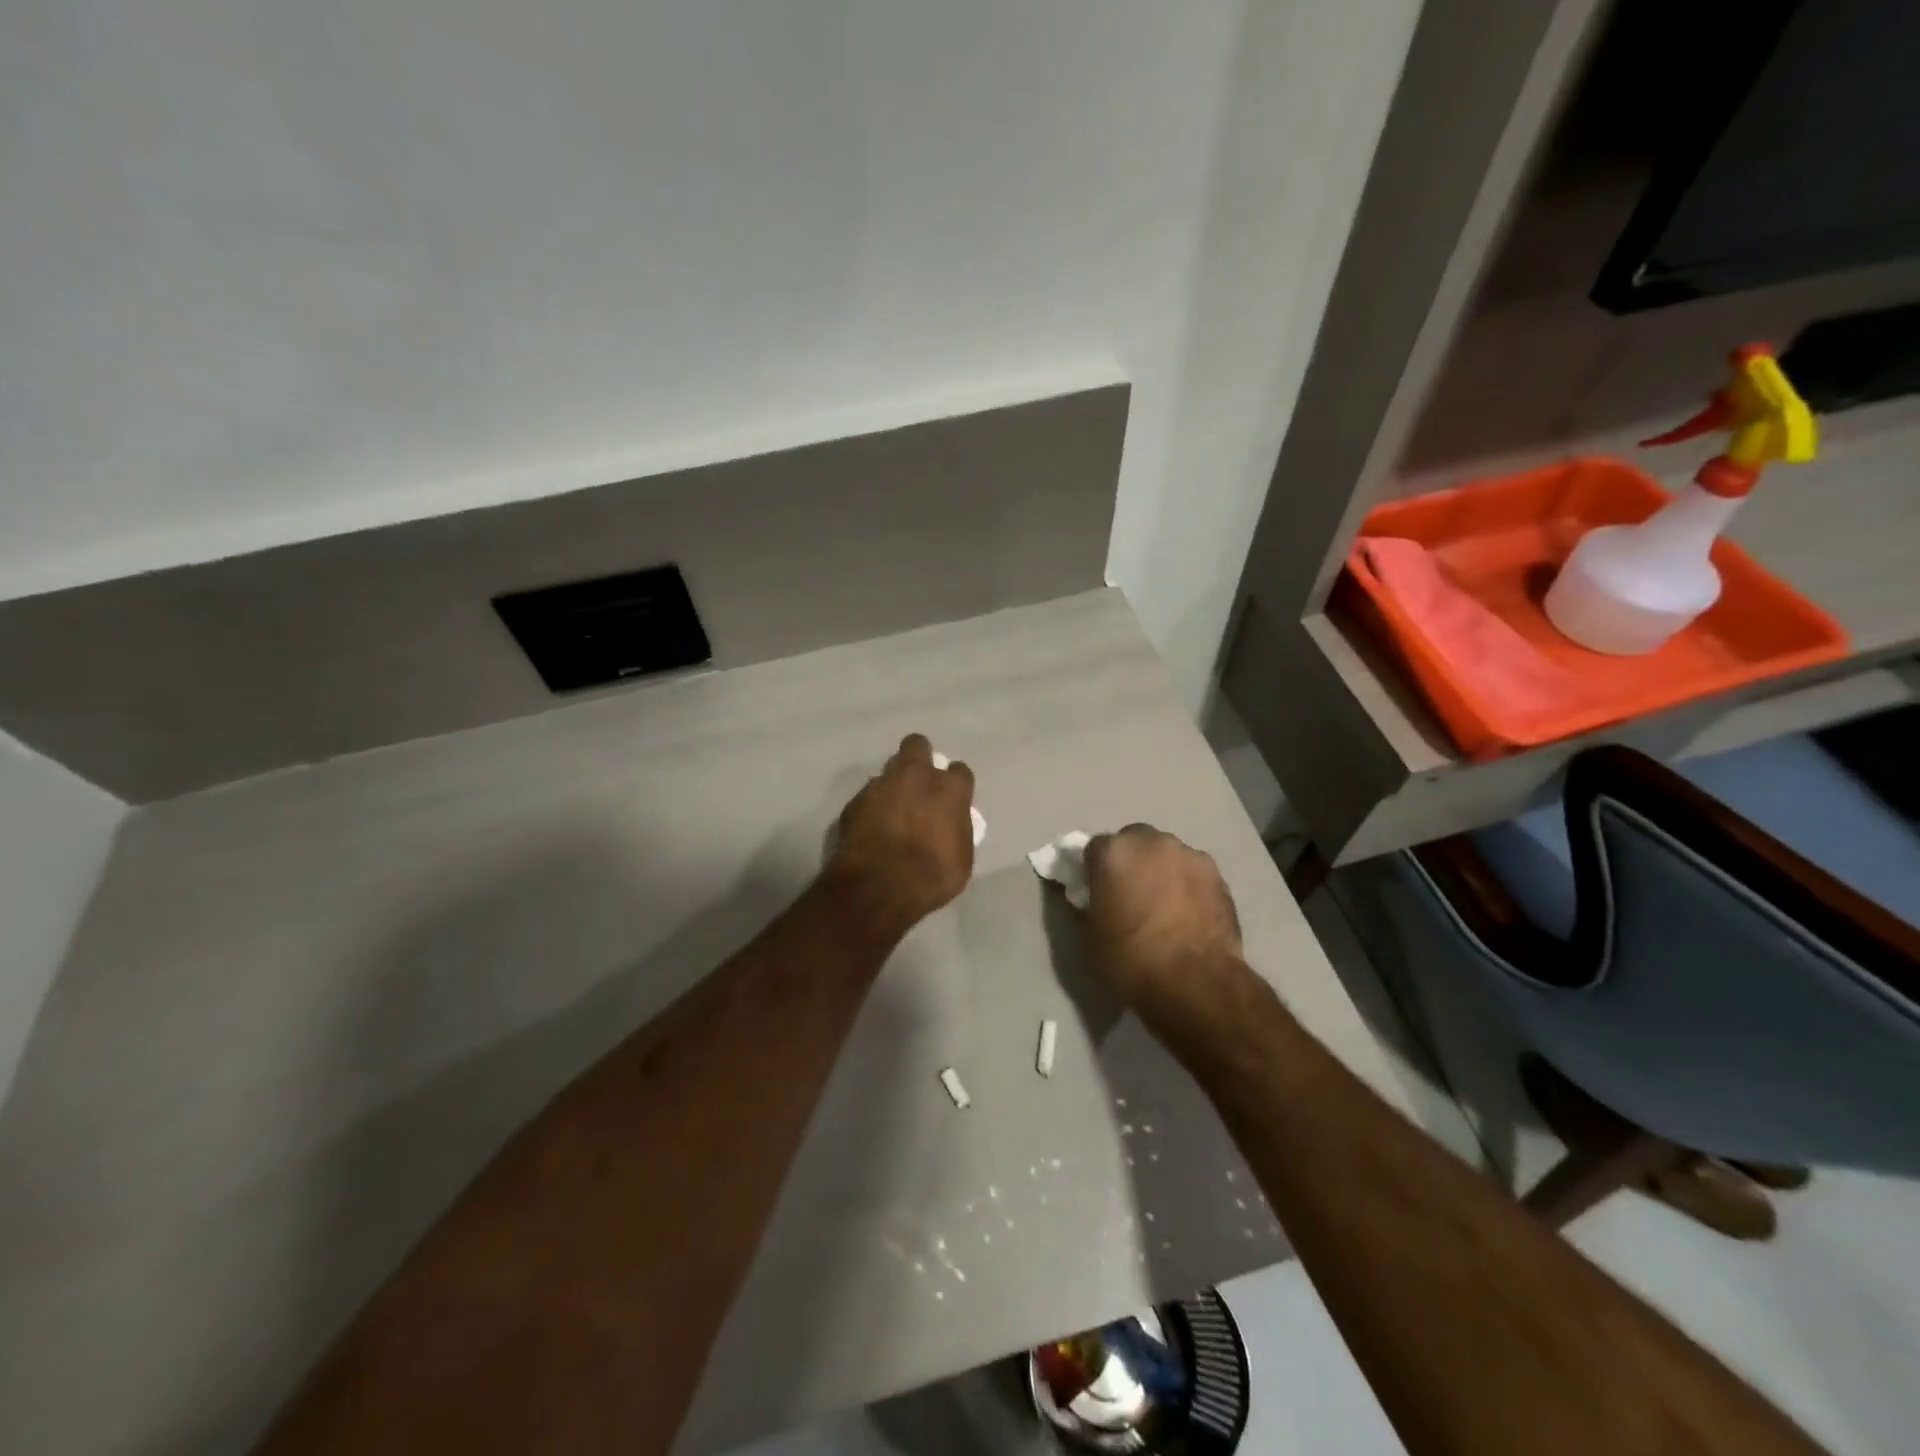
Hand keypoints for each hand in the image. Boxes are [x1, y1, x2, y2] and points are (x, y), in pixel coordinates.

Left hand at [827, 734, 975, 938]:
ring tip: (891, 811)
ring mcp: (879, 786)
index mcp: (948, 790)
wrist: (878, 887)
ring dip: (892, 785)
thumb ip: (955, 830)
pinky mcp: (853, 802)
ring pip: (887, 771)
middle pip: (916, 745)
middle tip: (918, 783)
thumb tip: (948, 825)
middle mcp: (914, 777)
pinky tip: (871, 829)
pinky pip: (866, 797)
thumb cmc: (931, 876)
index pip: (959, 771)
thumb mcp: (960, 858)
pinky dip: (871, 808)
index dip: (955, 784)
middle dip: (918, 757)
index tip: (952, 799)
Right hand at [1083, 825, 1251, 1043]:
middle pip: (1134, 842)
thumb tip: (1098, 898)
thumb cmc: (1131, 960)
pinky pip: (1192, 872)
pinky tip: (1188, 913)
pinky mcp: (1217, 875)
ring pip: (1166, 854)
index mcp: (1113, 853)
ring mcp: (1188, 855)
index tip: (1096, 891)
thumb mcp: (1091, 936)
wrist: (1196, 983)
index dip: (1094, 870)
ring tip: (1164, 905)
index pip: (1094, 848)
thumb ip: (1091, 905)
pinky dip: (1187, 885)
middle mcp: (1151, 842)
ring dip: (1161, 870)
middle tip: (1130, 893)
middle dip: (1130, 861)